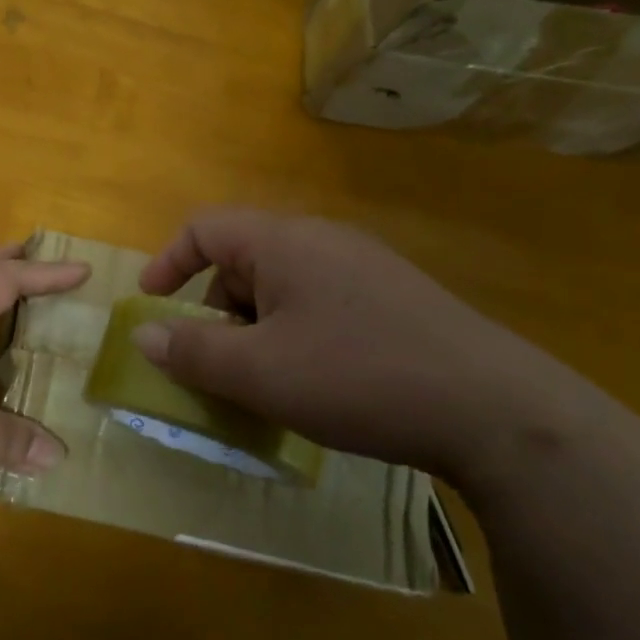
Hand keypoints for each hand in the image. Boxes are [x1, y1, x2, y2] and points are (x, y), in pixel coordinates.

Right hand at [134, 208, 614, 483]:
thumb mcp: (259, 372)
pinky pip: (320, 303)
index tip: (152, 307)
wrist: (496, 411)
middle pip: (242, 260)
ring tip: (266, 382)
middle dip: (215, 310)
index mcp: (284, 242)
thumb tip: (144, 334)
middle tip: (217, 364)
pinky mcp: (395, 299)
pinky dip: (295, 335)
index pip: (204, 228)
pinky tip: (317, 382)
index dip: (168, 263)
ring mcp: (365, 267)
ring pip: (282, 287)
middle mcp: (323, 240)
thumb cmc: (357, 378)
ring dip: (256, 328)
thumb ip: (193, 351)